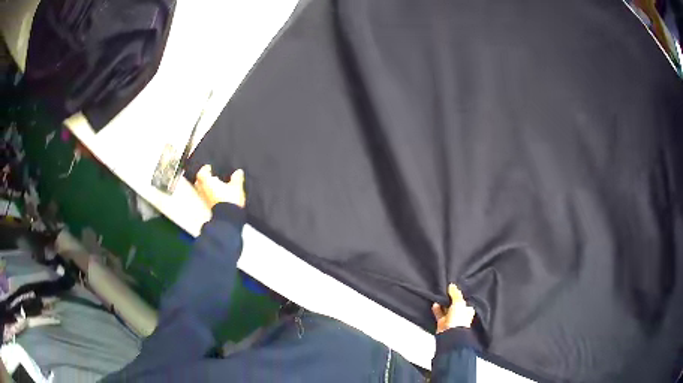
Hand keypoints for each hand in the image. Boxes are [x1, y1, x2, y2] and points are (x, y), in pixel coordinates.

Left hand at [194, 165, 245, 208]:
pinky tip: (216, 195)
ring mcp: (205, 199)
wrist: (228, 218)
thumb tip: (238, 172)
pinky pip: (206, 198)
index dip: (205, 169)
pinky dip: (209, 195)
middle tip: (209, 176)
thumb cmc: (229, 199)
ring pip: (201, 190)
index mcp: (207, 181)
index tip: (209, 167)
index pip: (201, 173)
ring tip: (213, 185)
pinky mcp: (208, 207)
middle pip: (198, 182)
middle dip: (203, 179)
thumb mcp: (236, 186)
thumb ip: (236, 178)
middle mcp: (203, 190)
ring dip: (205, 187)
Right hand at [432, 284, 475, 333]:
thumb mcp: (459, 302)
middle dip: (450, 299)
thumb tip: (452, 285)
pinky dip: (436, 309)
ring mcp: (451, 319)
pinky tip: (435, 304)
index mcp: (467, 310)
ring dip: (442, 303)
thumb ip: (455, 293)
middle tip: (445, 291)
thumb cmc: (459, 318)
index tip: (454, 289)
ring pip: (446, 309)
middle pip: (454, 304)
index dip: (460, 295)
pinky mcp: (442, 322)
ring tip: (439, 295)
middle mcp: (460, 314)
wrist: (450, 333)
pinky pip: (439, 314)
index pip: (464, 301)